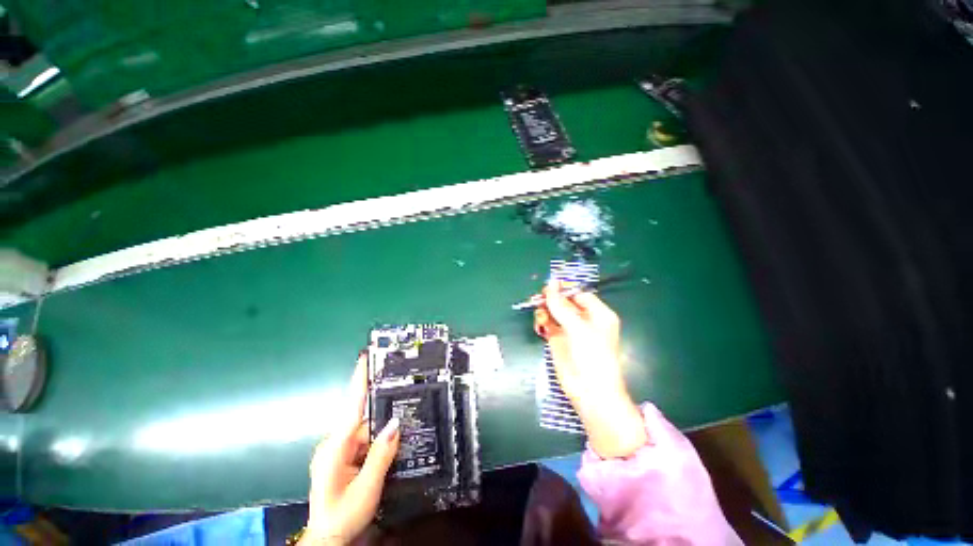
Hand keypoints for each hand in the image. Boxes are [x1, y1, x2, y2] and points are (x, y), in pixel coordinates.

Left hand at [300, 357, 400, 544]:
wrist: (328, 540)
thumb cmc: (343, 515)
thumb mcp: (367, 487)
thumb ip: (381, 454)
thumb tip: (396, 424)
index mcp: (335, 447)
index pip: (351, 406)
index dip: (359, 381)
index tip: (365, 358)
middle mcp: (335, 444)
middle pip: (364, 421)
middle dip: (383, 423)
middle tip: (403, 422)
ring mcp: (338, 451)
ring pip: (366, 433)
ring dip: (380, 439)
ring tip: (394, 450)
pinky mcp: (343, 458)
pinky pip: (364, 443)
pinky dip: (375, 446)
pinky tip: (386, 455)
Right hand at [534, 280, 648, 457]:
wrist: (589, 392)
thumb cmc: (592, 355)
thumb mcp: (578, 327)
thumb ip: (561, 305)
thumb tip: (550, 284)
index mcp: (598, 314)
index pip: (579, 294)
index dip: (564, 290)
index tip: (548, 287)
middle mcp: (584, 320)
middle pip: (564, 302)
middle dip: (552, 299)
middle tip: (539, 298)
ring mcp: (570, 330)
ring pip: (554, 312)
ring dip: (545, 310)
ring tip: (540, 316)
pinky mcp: (558, 340)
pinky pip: (548, 324)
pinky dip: (542, 322)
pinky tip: (540, 326)